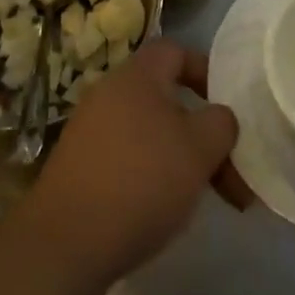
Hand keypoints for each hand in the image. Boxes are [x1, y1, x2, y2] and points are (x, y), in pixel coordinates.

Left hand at [23, 41, 251, 293]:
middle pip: (167, 99)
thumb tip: (220, 117)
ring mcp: (90, 130)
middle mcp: (111, 92)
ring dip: (181, 160)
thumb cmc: (140, 180)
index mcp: (137, 74)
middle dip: (202, 134)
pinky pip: (127, 159)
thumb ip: (220, 124)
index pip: (177, 51)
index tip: (230, 110)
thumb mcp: (198, 149)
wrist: (64, 243)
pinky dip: (151, 178)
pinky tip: (163, 213)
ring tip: (202, 199)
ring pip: (150, 133)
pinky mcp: (80, 167)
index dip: (207, 73)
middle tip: (228, 174)